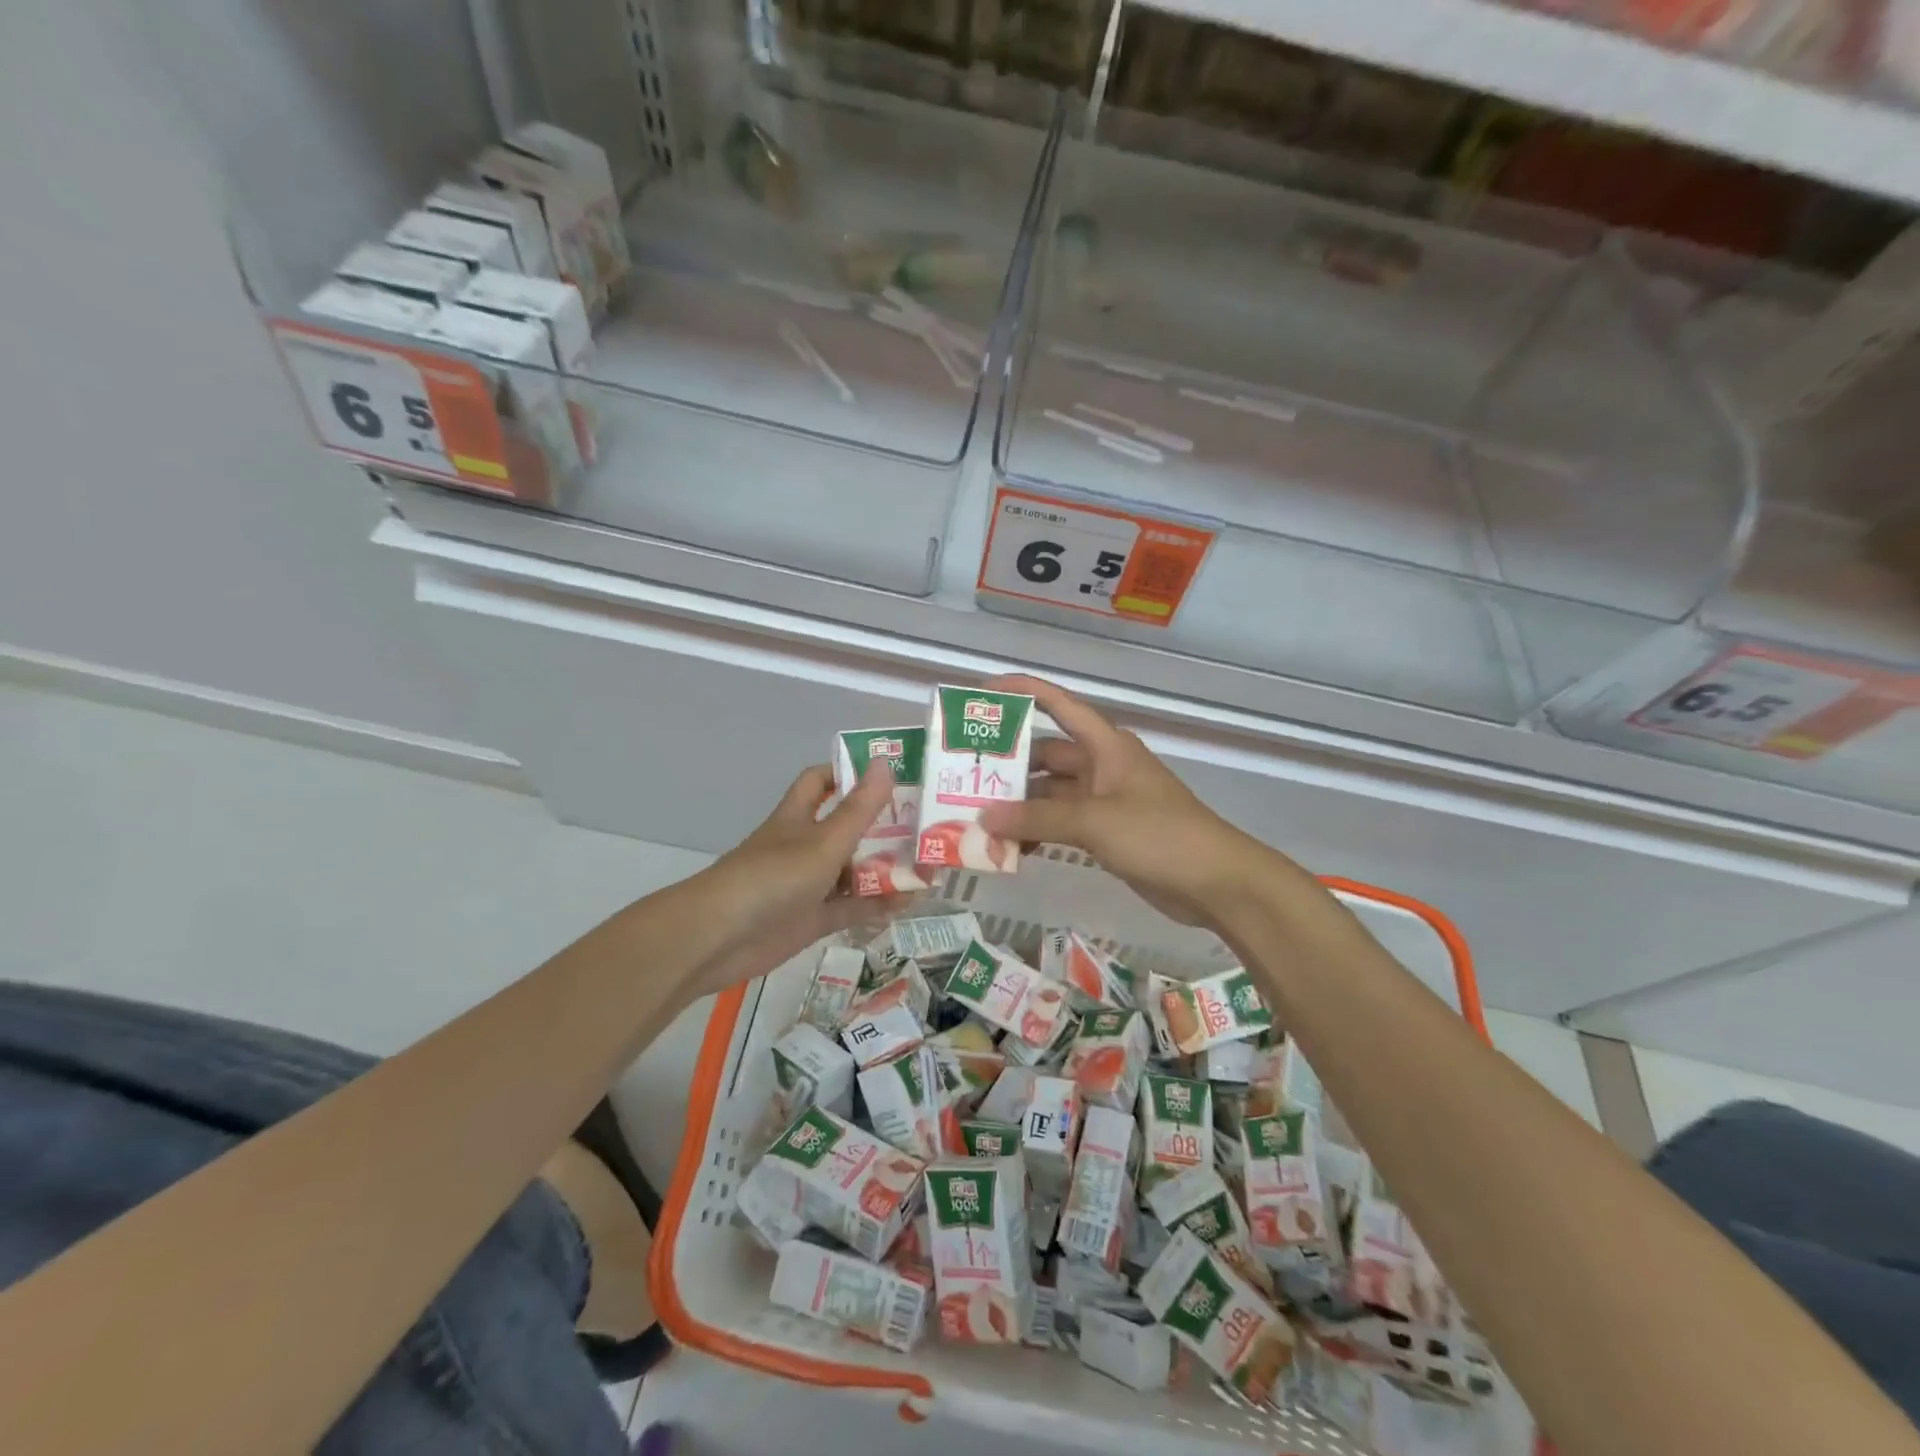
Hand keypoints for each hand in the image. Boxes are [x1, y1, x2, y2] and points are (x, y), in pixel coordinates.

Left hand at [677, 764, 914, 1003]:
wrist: (719, 939)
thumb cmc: (772, 877)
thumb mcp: (823, 841)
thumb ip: (858, 809)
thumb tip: (886, 763)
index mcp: (798, 817)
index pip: (821, 781)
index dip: (849, 773)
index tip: (889, 774)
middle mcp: (803, 846)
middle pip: (846, 827)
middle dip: (881, 825)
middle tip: (926, 823)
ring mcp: (808, 885)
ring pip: (852, 870)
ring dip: (885, 867)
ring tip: (928, 863)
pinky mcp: (812, 920)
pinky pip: (851, 907)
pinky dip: (878, 904)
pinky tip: (910, 901)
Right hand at [977, 675, 1290, 927]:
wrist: (1215, 882)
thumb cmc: (1159, 835)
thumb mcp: (1095, 821)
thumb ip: (1038, 818)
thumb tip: (984, 817)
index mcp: (1106, 745)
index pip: (1058, 705)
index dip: (1022, 692)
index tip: (982, 693)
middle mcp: (1102, 766)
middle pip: (1046, 755)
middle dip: (1009, 766)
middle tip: (964, 778)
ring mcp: (1104, 801)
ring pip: (1050, 794)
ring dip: (1020, 806)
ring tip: (977, 818)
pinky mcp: (1106, 832)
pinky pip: (1061, 823)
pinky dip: (1038, 831)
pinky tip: (1010, 847)